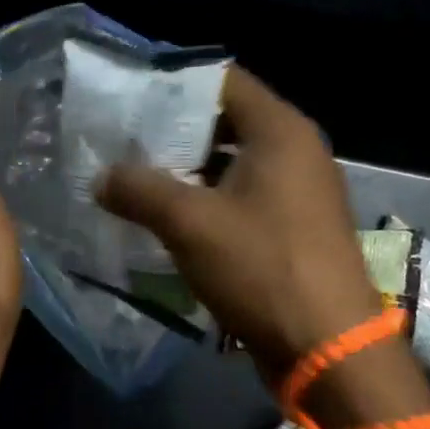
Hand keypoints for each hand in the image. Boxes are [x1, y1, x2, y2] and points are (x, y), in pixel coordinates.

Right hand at [97, 66, 384, 376]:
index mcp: (280, 131)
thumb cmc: (262, 268)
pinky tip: (168, 216)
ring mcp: (299, 190)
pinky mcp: (294, 227)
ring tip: (135, 176)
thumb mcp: (189, 224)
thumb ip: (139, 190)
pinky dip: (208, 199)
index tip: (128, 96)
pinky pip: (243, 196)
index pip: (222, 80)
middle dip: (173, 130)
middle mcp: (296, 150)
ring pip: (233, 162)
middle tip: (123, 139)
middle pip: (226, 121)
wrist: (329, 348)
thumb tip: (101, 177)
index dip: (174, 83)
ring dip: (187, 170)